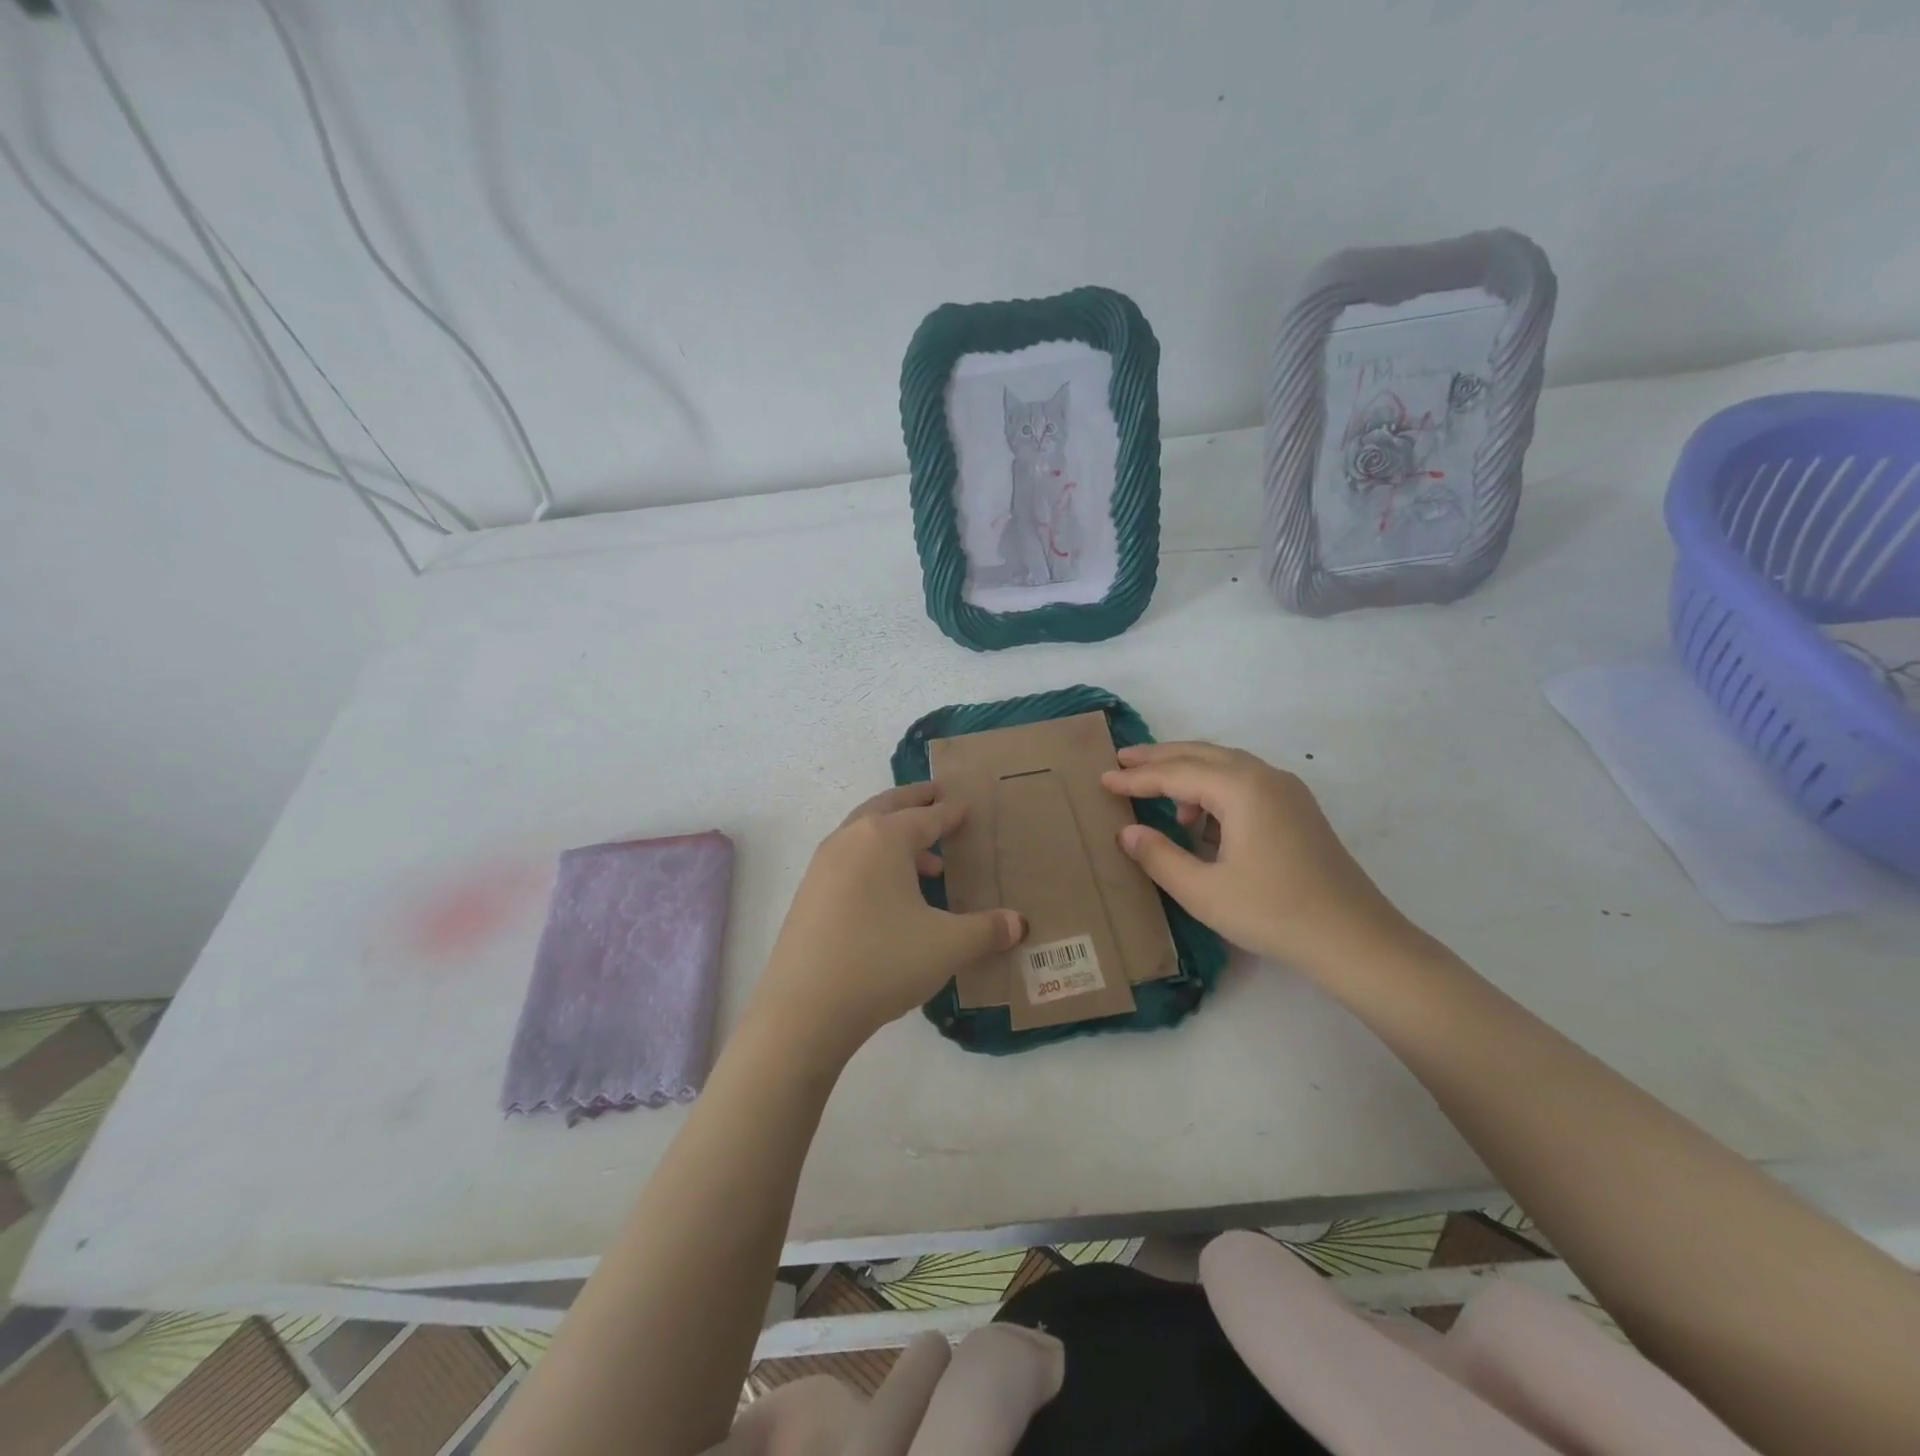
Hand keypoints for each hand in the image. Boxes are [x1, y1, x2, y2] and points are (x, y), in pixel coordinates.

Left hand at [748, 783, 1025, 1061]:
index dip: (951, 812)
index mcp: (884, 838)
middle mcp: (850, 839)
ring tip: (928, 864)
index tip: (967, 806)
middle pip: (887, 808)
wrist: (804, 1008)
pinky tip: (891, 896)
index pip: (926, 816)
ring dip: (895, 837)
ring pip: (864, 834)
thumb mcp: (947, 945)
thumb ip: (987, 930)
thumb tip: (1019, 924)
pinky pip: (849, 860)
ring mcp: (823, 865)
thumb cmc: (883, 961)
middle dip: (915, 802)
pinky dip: (874, 861)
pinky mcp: (808, 894)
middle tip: (937, 797)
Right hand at [1101, 741, 1421, 975]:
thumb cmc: (1273, 912)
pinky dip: (1215, 789)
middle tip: (1123, 760)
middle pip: (1202, 754)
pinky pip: (1245, 783)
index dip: (1136, 778)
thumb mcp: (1203, 891)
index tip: (1102, 779)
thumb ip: (1159, 856)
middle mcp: (1265, 777)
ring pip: (1226, 765)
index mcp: (1241, 789)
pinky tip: (1202, 820)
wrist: (1355, 939)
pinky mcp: (1299, 810)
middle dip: (1160, 757)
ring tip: (1159, 796)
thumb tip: (1127, 832)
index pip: (1176, 774)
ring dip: (1189, 772)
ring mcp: (1287, 791)